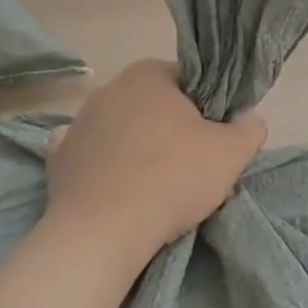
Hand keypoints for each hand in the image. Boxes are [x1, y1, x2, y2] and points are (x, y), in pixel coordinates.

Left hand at [42, 60, 266, 270]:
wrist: (102, 233)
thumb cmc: (172, 179)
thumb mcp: (232, 153)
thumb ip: (250, 127)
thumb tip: (248, 117)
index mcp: (149, 75)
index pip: (189, 79)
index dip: (208, 105)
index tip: (216, 135)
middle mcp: (109, 89)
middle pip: (154, 103)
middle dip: (172, 125)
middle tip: (193, 161)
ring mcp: (78, 123)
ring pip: (122, 127)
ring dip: (138, 145)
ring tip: (156, 183)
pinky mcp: (57, 159)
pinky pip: (89, 153)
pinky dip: (103, 164)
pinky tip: (117, 184)